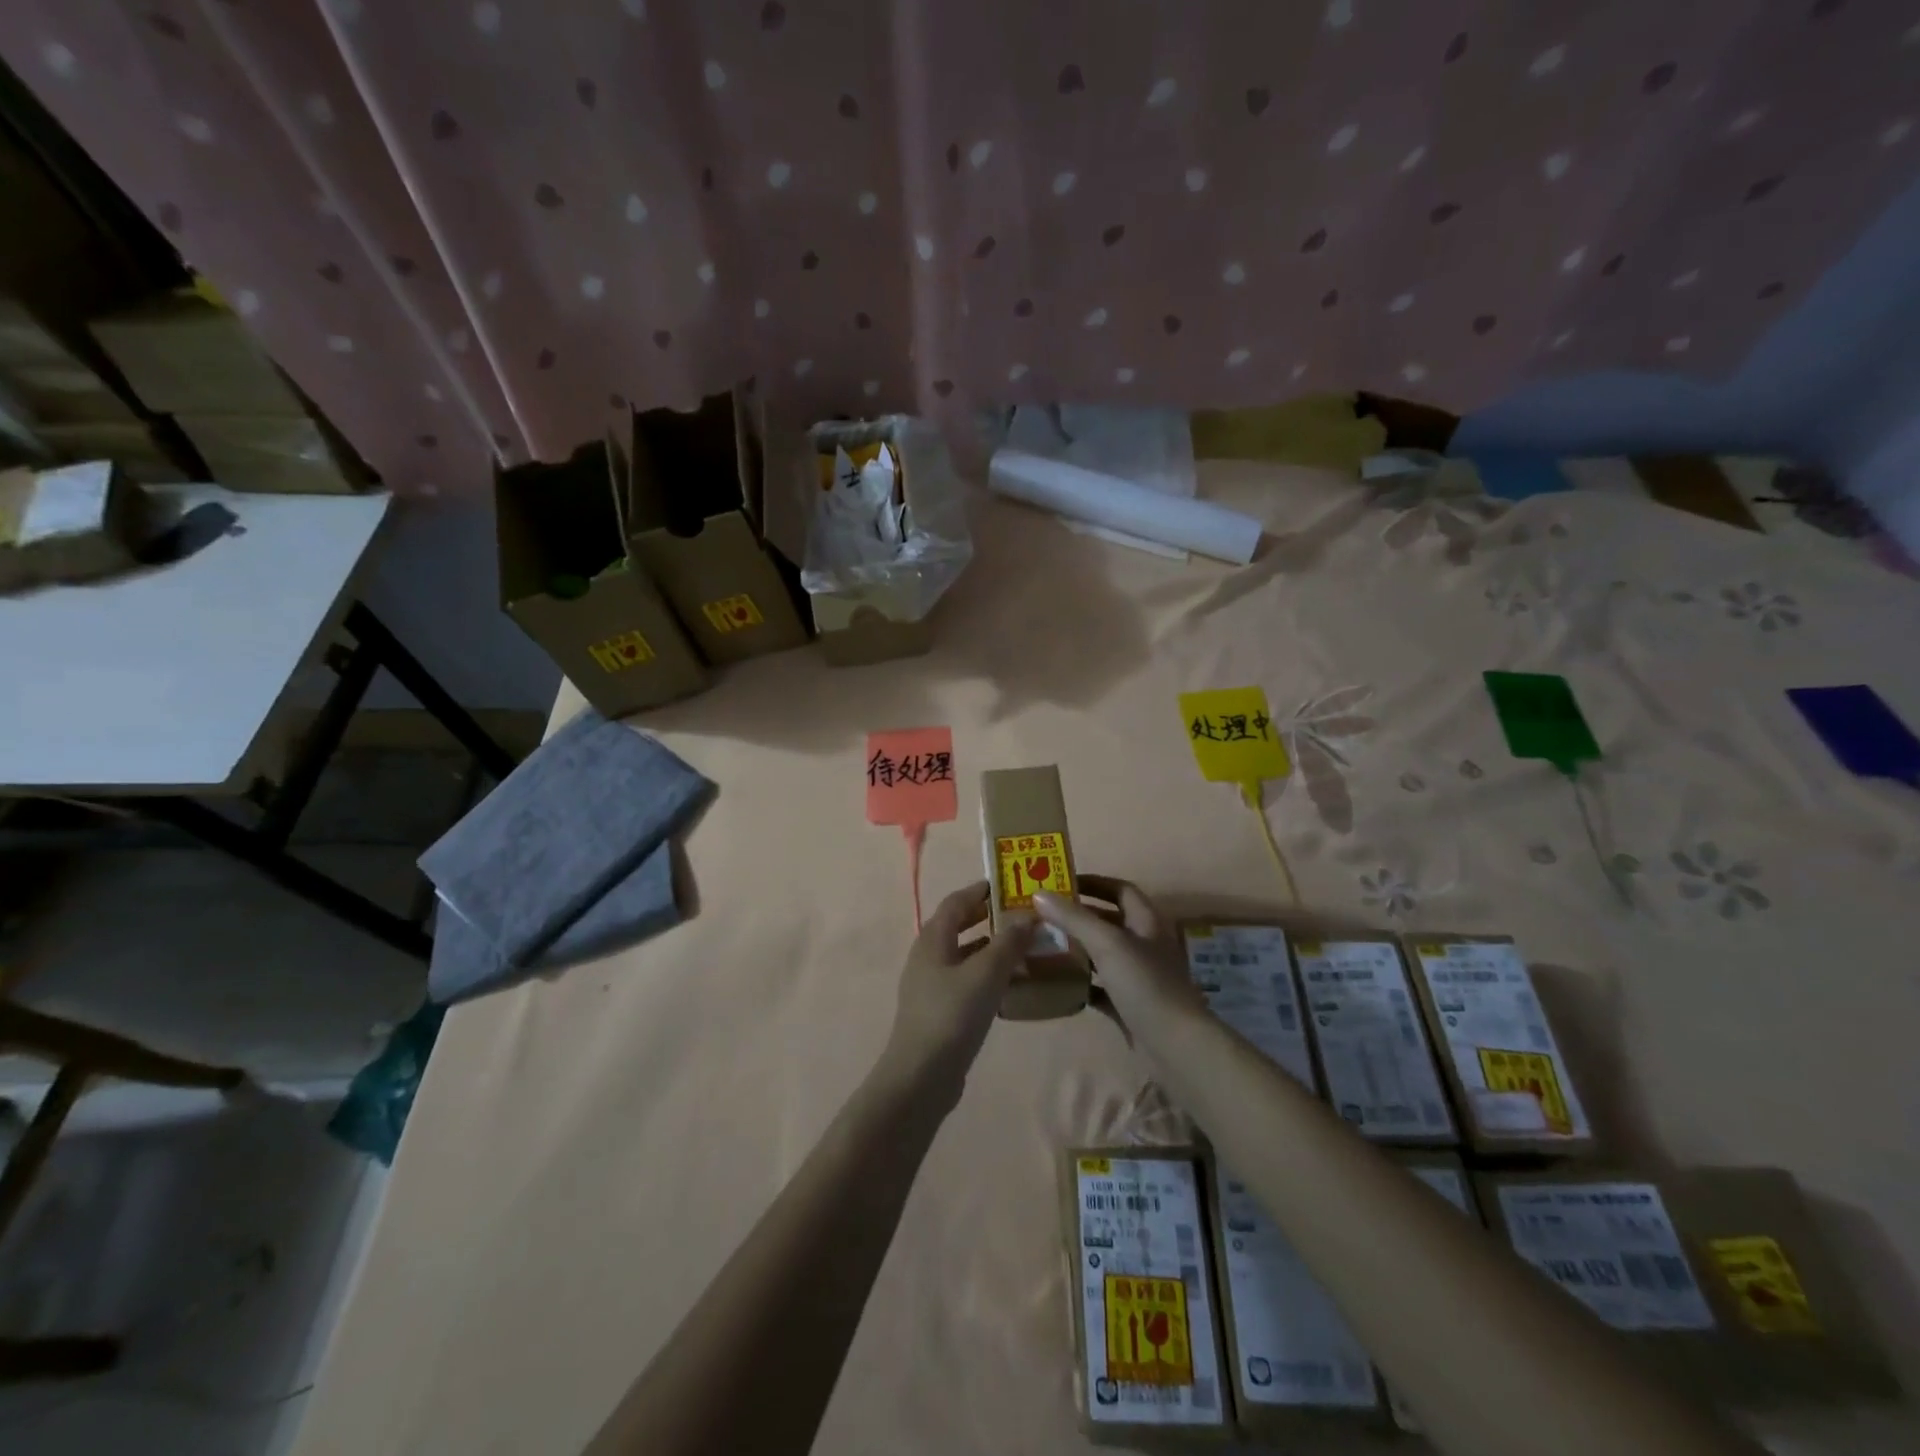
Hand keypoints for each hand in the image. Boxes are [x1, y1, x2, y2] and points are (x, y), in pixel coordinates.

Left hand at [878, 881, 1032, 1097]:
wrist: (921, 1076)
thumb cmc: (952, 1015)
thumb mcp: (986, 973)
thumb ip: (1008, 942)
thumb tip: (1028, 915)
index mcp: (933, 938)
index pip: (957, 901)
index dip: (981, 890)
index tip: (1010, 885)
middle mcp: (928, 955)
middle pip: (959, 926)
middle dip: (989, 918)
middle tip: (1023, 916)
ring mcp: (931, 984)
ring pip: (965, 955)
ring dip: (992, 948)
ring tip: (1025, 949)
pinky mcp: (939, 1009)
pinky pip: (967, 980)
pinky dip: (988, 974)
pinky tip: (1012, 986)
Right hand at [1033, 876, 1205, 1034]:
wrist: (1175, 1046)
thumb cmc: (1145, 984)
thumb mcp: (1107, 943)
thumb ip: (1073, 918)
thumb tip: (1038, 894)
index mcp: (1146, 922)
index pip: (1120, 889)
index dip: (1093, 883)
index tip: (1061, 883)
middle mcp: (1144, 944)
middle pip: (1109, 921)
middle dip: (1078, 916)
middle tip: (1043, 915)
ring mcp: (1138, 977)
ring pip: (1103, 954)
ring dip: (1077, 949)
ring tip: (1044, 945)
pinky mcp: (1129, 1005)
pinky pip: (1100, 987)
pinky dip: (1081, 983)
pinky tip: (1058, 984)